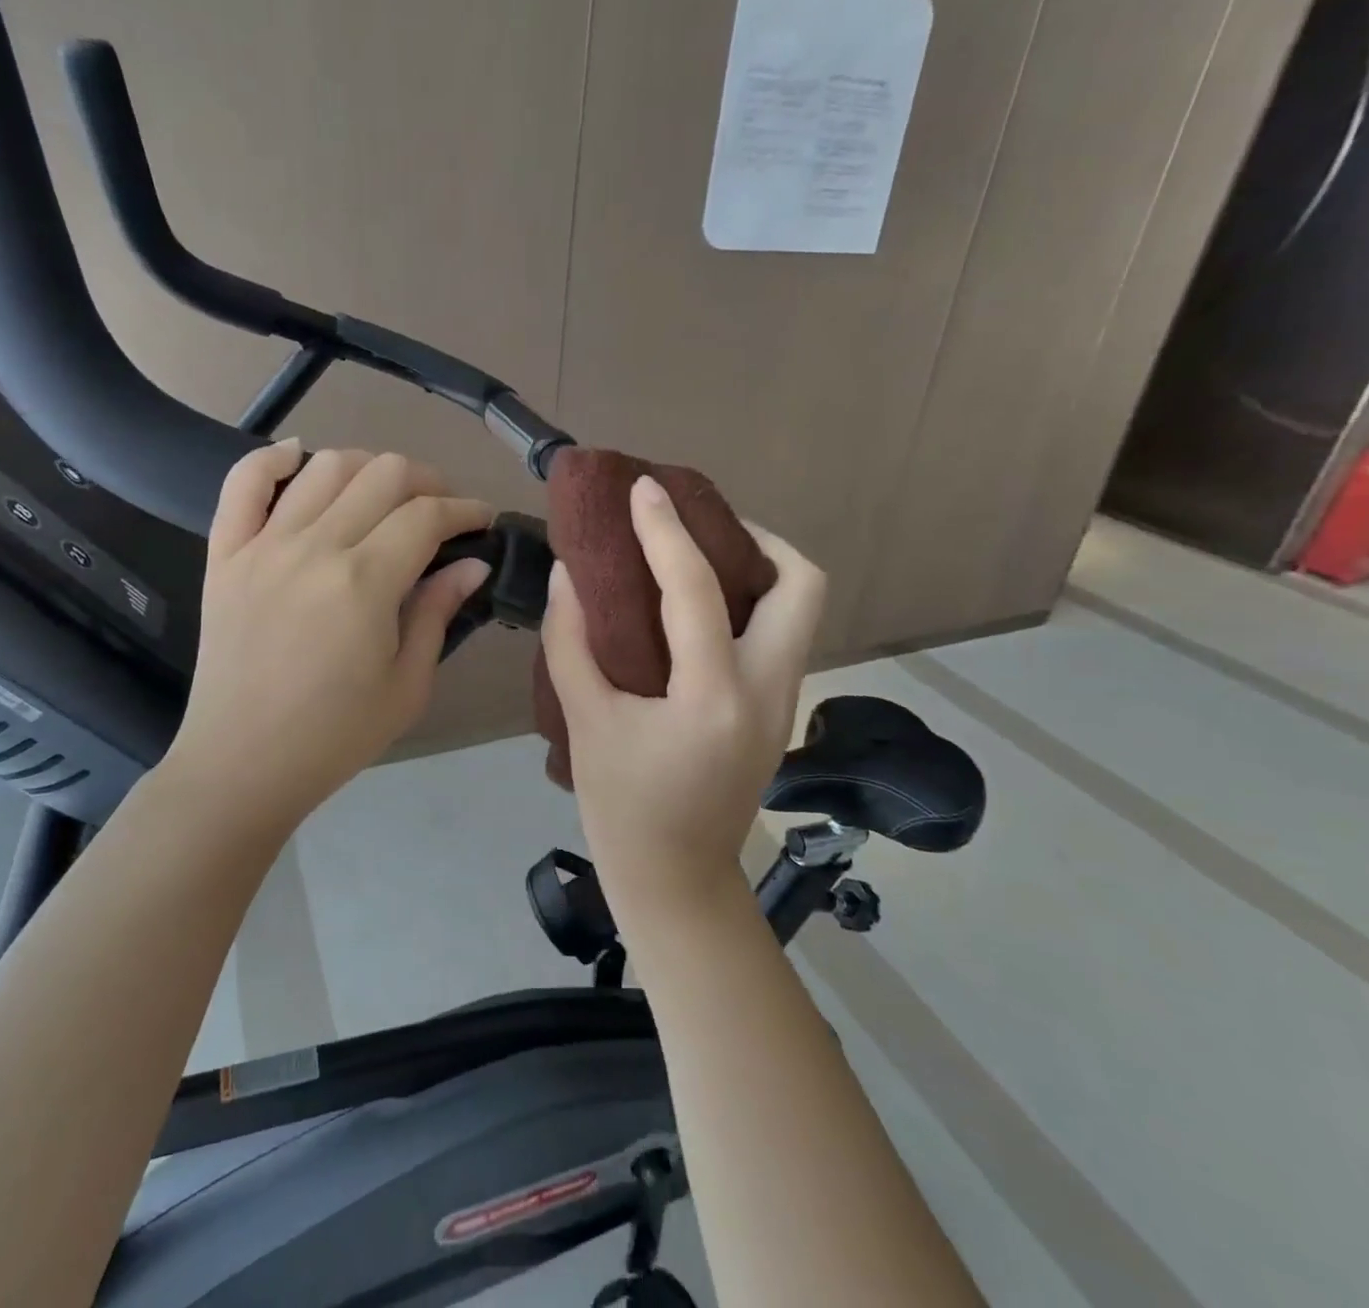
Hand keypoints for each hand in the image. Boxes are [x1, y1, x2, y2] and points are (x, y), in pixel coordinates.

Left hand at [163, 440, 492, 836]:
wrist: (243, 764)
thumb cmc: (336, 735)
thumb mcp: (407, 685)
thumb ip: (437, 613)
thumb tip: (472, 564)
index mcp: (365, 583)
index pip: (426, 516)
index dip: (464, 510)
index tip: (481, 520)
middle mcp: (314, 548)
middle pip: (383, 475)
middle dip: (427, 481)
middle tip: (440, 510)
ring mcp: (263, 546)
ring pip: (324, 466)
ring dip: (366, 466)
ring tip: (382, 494)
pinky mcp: (224, 554)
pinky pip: (242, 483)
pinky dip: (272, 458)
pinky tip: (298, 458)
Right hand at [541, 476, 825, 916]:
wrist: (677, 879)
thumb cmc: (622, 806)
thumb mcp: (585, 720)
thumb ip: (570, 640)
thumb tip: (568, 573)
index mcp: (712, 697)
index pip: (696, 589)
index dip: (666, 530)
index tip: (644, 489)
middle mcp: (768, 690)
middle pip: (801, 585)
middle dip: (756, 539)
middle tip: (697, 529)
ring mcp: (785, 701)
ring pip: (800, 608)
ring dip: (757, 568)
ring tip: (696, 557)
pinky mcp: (781, 710)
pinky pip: (780, 634)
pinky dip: (749, 602)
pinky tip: (699, 607)